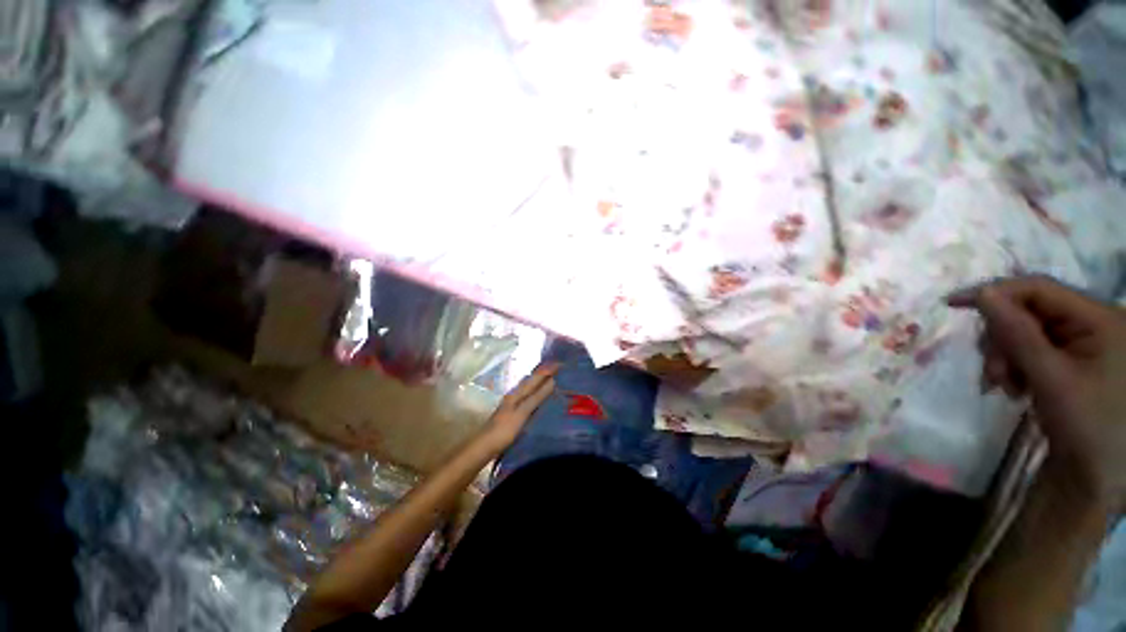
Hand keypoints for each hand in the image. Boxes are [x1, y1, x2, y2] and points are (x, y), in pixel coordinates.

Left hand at [479, 363, 559, 452]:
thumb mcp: (522, 413)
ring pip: (529, 387)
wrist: (485, 446)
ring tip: (554, 379)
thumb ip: (536, 397)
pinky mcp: (513, 412)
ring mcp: (513, 403)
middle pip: (531, 380)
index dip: (547, 370)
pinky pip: (528, 396)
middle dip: (544, 373)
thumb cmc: (504, 430)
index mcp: (517, 393)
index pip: (535, 377)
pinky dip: (537, 392)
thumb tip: (552, 381)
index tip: (561, 363)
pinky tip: (541, 397)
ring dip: (540, 381)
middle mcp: (514, 394)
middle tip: (559, 369)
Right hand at [949, 276, 1125, 513]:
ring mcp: (1085, 342)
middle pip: (1030, 311)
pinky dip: (1015, 366)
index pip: (1038, 289)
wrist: (1097, 475)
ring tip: (1006, 387)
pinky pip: (1032, 348)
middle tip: (994, 374)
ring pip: (1025, 331)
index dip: (995, 292)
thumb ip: (1018, 333)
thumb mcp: (1050, 378)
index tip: (950, 304)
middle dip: (1002, 339)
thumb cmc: (1085, 426)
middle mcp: (1094, 322)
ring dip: (1006, 356)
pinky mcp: (1073, 359)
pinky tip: (1015, 387)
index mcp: (1100, 319)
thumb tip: (983, 294)